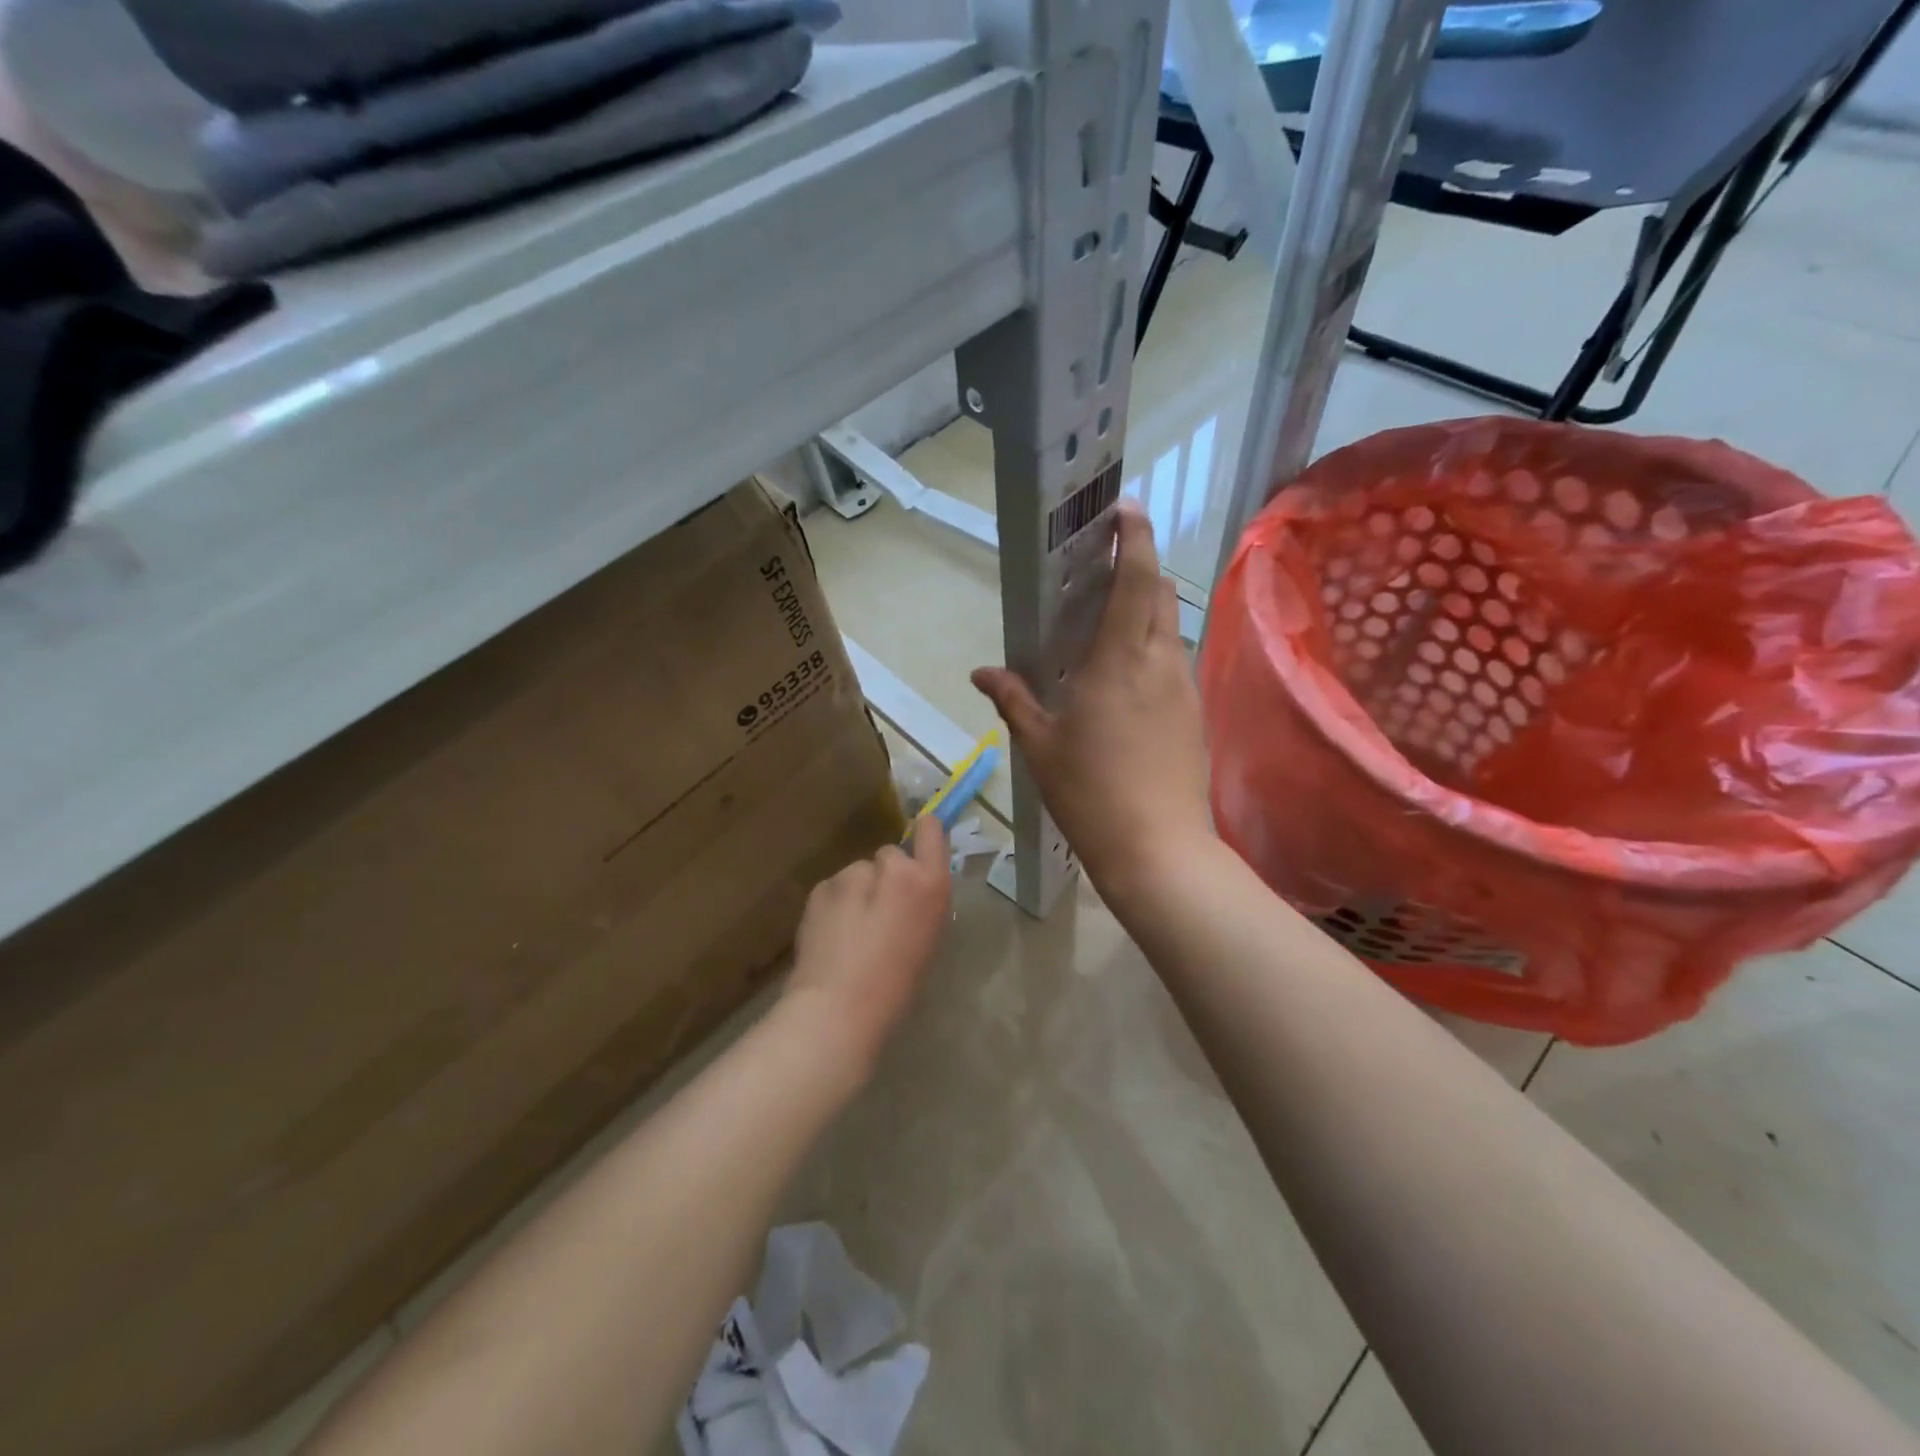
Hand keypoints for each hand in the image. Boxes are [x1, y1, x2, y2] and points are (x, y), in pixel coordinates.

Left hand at [782, 817, 951, 1078]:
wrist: (839, 1006)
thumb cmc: (897, 984)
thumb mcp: (928, 938)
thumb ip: (922, 902)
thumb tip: (911, 891)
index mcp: (928, 883)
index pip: (931, 830)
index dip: (925, 832)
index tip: (920, 843)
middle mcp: (893, 868)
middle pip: (890, 855)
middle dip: (886, 875)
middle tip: (880, 913)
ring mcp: (852, 874)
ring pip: (859, 873)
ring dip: (858, 890)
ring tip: (851, 930)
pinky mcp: (822, 886)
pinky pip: (835, 888)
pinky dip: (836, 903)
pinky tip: (832, 933)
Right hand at [972, 499, 1213, 902]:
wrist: (1158, 849)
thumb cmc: (1090, 793)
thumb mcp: (1039, 746)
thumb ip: (1012, 700)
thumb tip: (981, 672)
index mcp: (1118, 660)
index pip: (1135, 579)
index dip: (1134, 537)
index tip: (1125, 509)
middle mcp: (1159, 661)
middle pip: (1160, 591)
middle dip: (1141, 562)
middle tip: (1109, 558)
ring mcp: (1184, 687)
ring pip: (1169, 626)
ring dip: (1147, 606)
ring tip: (1112, 614)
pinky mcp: (1194, 712)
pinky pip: (1173, 659)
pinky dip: (1152, 644)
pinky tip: (1126, 670)